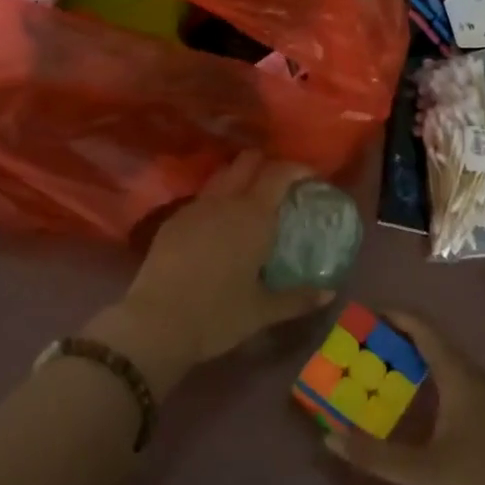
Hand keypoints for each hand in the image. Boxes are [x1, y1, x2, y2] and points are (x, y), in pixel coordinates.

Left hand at [87, 153, 335, 397]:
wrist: (155, 323)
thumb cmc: (217, 316)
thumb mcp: (262, 312)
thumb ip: (298, 299)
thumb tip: (328, 293)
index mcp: (253, 216)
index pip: (279, 172)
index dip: (297, 168)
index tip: (310, 177)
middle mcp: (225, 201)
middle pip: (247, 161)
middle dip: (266, 164)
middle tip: (280, 185)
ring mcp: (195, 207)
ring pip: (222, 175)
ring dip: (239, 177)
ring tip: (250, 200)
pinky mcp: (173, 219)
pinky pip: (202, 197)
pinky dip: (217, 199)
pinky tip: (219, 224)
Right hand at [324, 312, 484, 484]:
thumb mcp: (424, 474)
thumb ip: (375, 455)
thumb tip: (329, 436)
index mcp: (459, 377)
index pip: (423, 329)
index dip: (393, 316)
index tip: (362, 314)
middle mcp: (474, 379)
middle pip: (432, 344)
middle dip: (396, 340)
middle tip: (360, 346)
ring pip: (444, 366)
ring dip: (412, 363)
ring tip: (378, 371)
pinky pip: (452, 385)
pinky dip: (427, 384)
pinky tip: (412, 409)